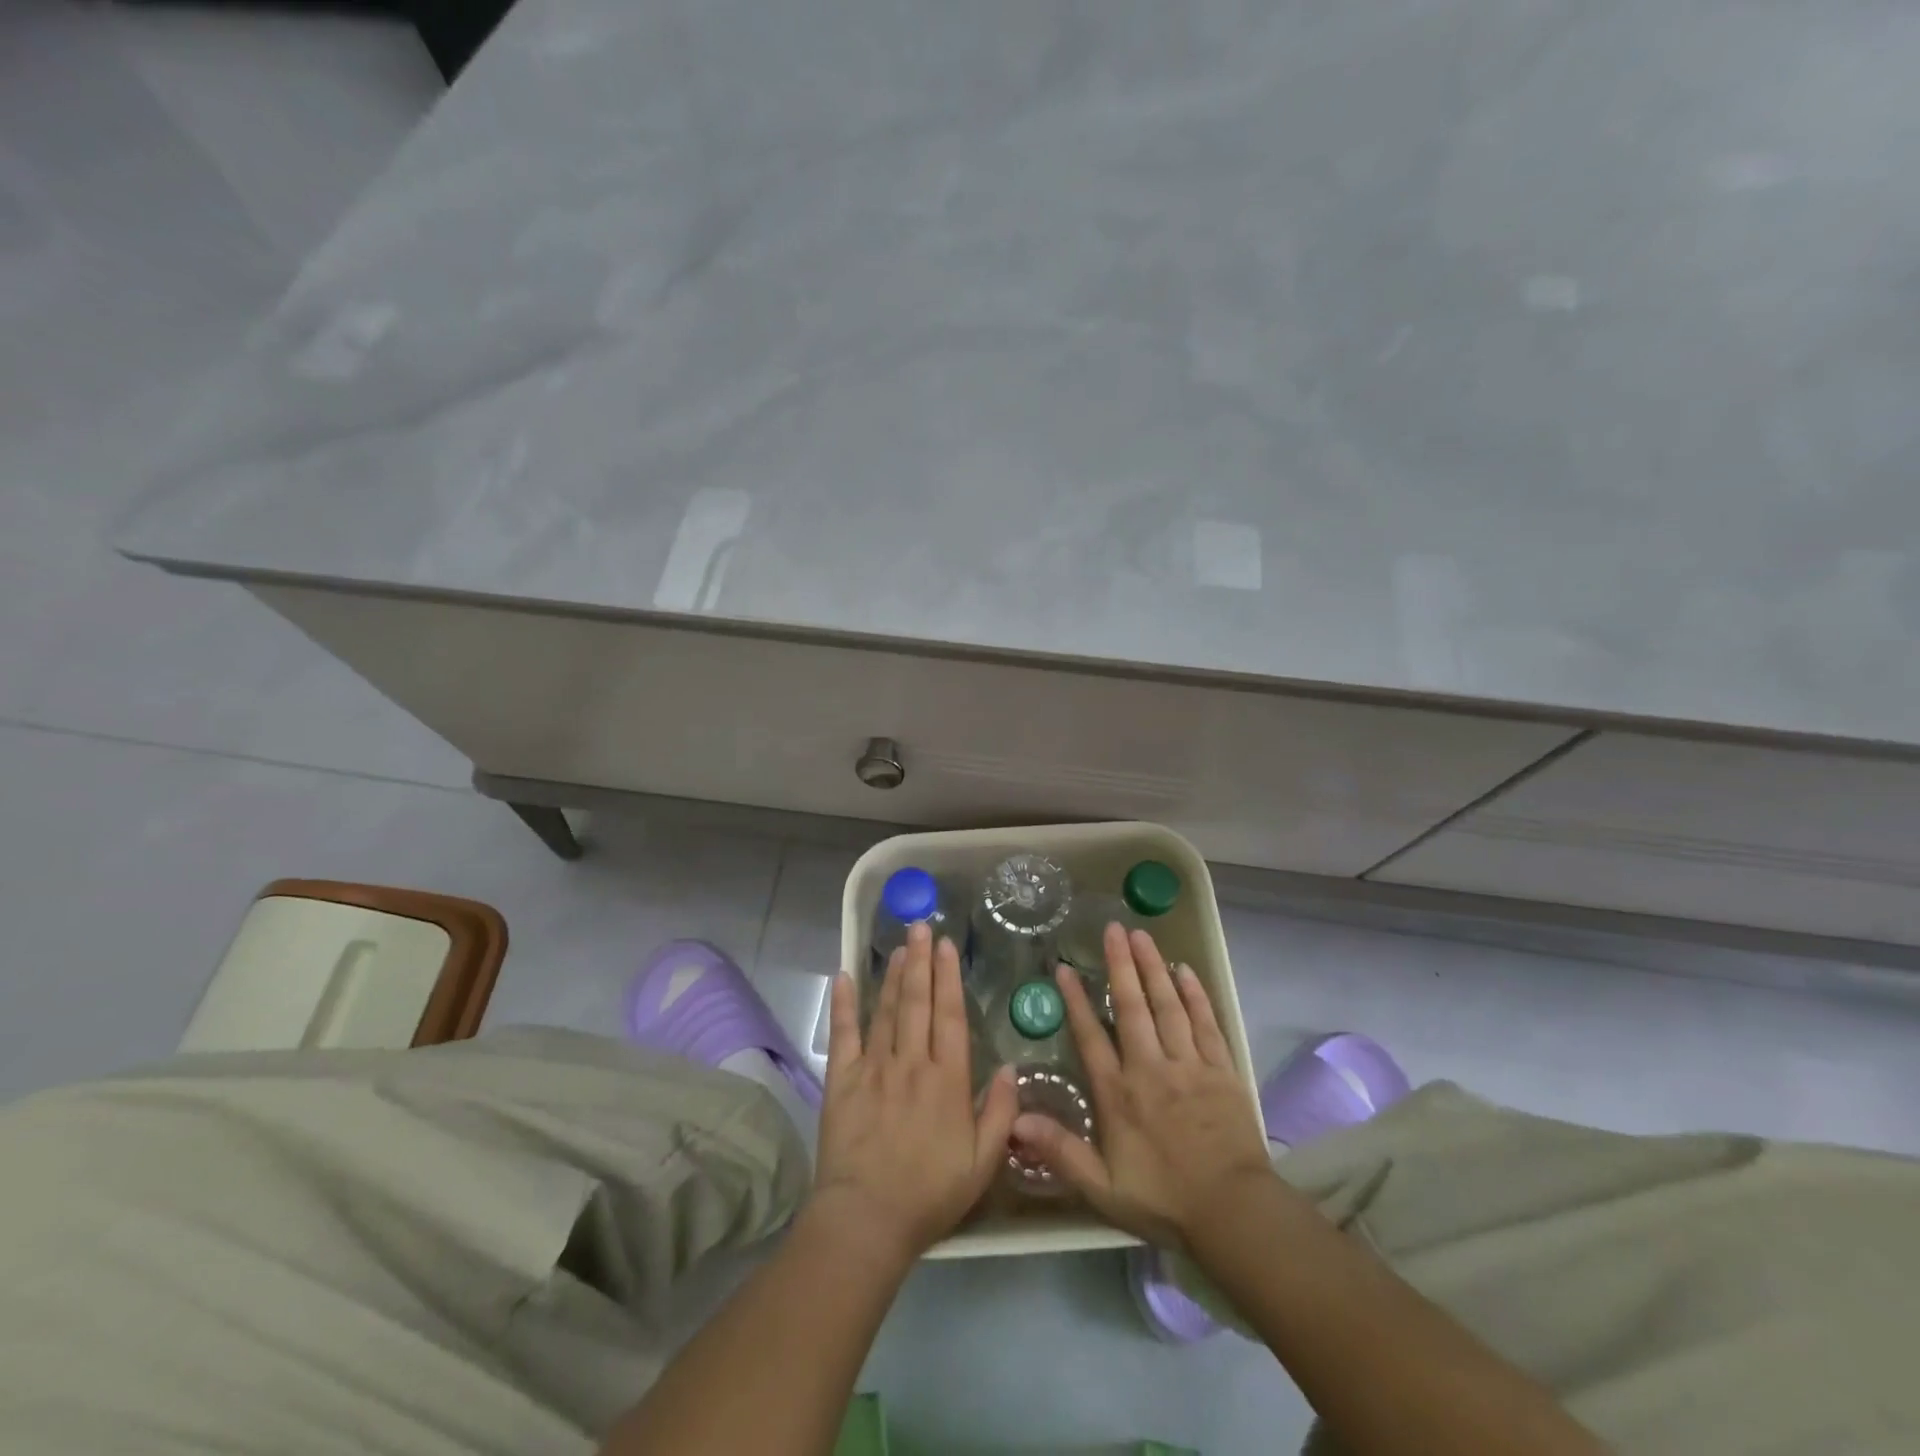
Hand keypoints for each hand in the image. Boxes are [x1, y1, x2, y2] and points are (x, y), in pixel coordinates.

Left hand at [810, 922, 1017, 1263]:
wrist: (867, 1219)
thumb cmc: (930, 1194)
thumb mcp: (983, 1163)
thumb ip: (1001, 1113)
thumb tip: (1011, 1068)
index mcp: (947, 1079)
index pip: (950, 1015)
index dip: (949, 977)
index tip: (947, 946)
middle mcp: (911, 1062)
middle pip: (917, 1001)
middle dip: (920, 961)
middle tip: (921, 926)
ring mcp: (874, 1068)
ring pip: (885, 1010)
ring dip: (892, 975)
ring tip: (898, 946)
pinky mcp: (842, 1080)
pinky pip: (844, 1034)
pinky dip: (844, 1004)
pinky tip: (844, 976)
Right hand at [1012, 923, 1271, 1248]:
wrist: (1233, 1213)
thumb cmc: (1164, 1200)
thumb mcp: (1102, 1188)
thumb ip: (1060, 1151)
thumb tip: (1015, 1120)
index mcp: (1119, 1093)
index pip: (1091, 1037)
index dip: (1077, 1001)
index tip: (1065, 968)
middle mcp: (1151, 1068)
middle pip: (1133, 1006)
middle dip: (1121, 965)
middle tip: (1113, 928)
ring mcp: (1189, 1065)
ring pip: (1168, 1005)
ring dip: (1154, 968)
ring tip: (1143, 935)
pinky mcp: (1221, 1069)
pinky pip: (1206, 1022)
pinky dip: (1195, 994)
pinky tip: (1185, 970)